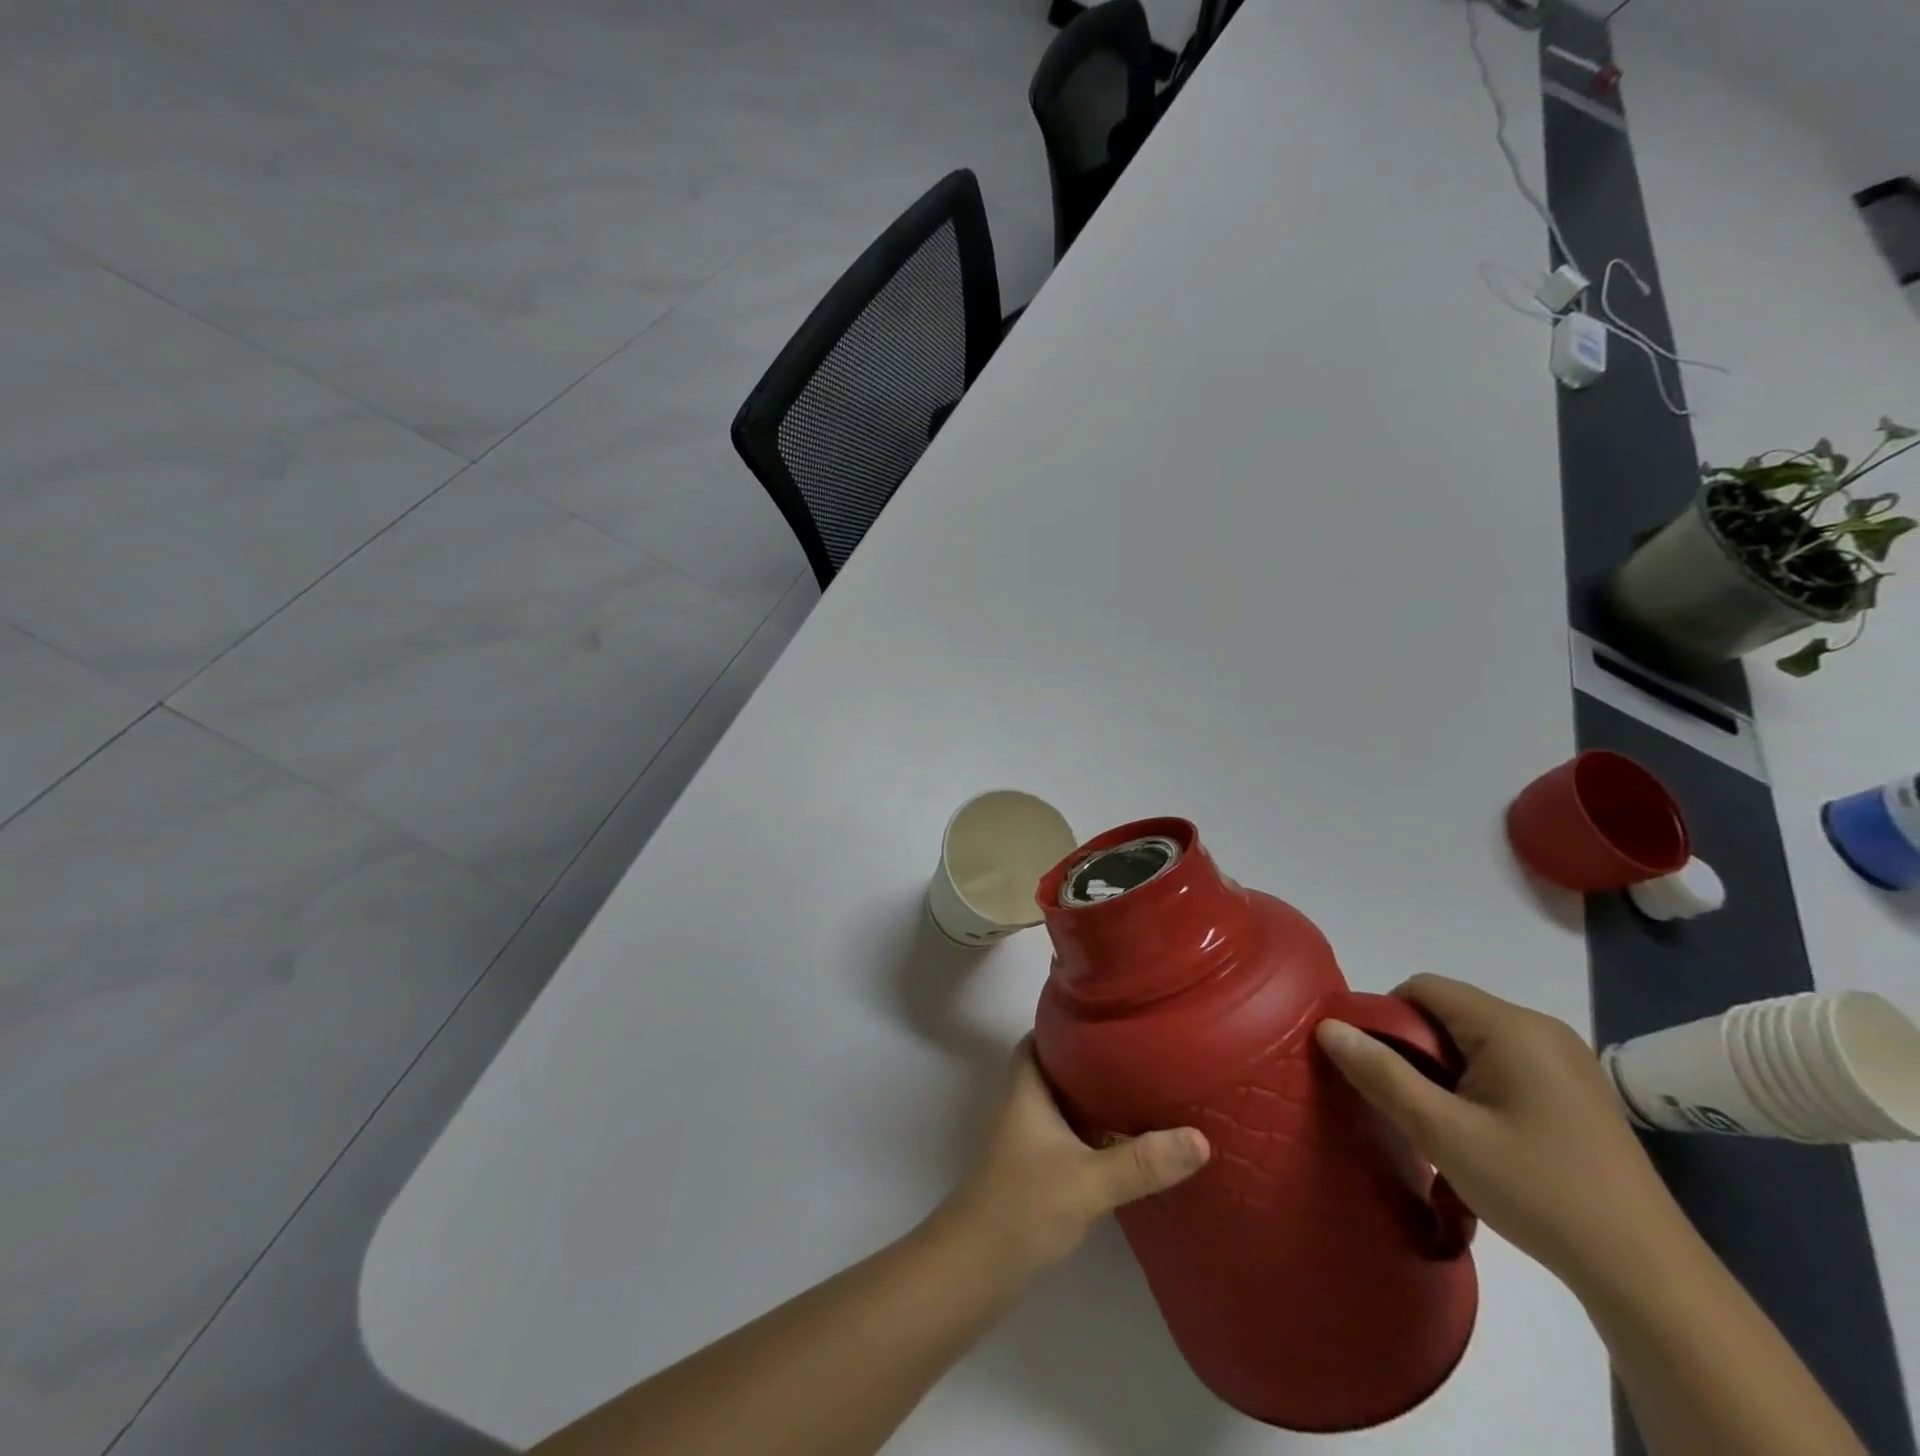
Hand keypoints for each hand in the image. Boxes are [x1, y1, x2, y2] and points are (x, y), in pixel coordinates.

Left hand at [932, 1040, 1209, 1286]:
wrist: (976, 1268)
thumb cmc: (1023, 1205)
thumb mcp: (1088, 1181)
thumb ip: (1141, 1161)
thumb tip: (1201, 1139)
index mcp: (1027, 1089)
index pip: (1041, 1037)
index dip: (1068, 1023)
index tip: (1109, 1018)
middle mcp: (1024, 1106)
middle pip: (1058, 1069)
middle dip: (1094, 1061)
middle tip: (1140, 1053)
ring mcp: (1028, 1140)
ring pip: (1065, 1104)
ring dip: (1096, 1099)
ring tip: (1144, 1090)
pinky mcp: (1036, 1171)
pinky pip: (1070, 1136)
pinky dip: (1094, 1133)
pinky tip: (1128, 1143)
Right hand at [1316, 974, 1684, 1291]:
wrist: (1648, 1275)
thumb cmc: (1537, 1191)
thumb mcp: (1443, 1133)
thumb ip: (1381, 1073)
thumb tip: (1328, 1026)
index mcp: (1511, 1026)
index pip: (1423, 988)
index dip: (1384, 1017)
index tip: (1371, 1067)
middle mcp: (1541, 1028)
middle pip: (1448, 1011)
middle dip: (1414, 1048)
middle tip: (1405, 1102)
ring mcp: (1565, 1059)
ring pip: (1473, 1039)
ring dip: (1443, 1069)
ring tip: (1440, 1123)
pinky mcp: (1576, 1089)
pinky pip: (1503, 1062)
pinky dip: (1475, 1083)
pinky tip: (1481, 1133)